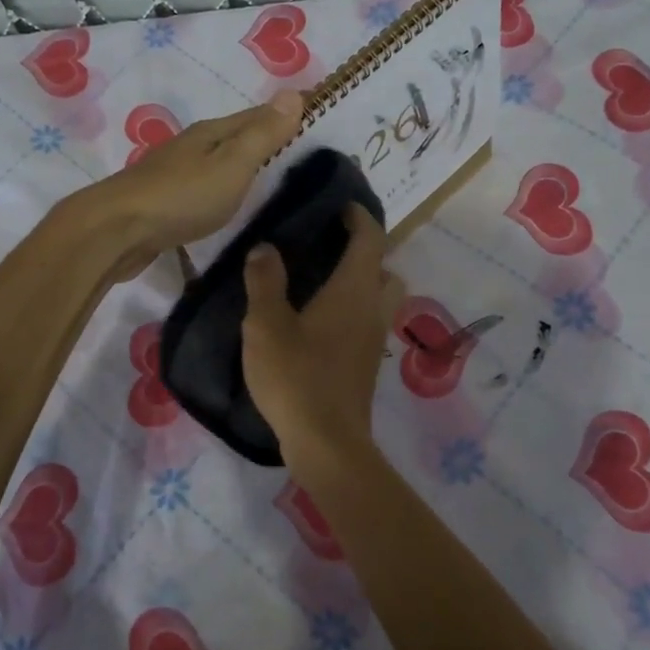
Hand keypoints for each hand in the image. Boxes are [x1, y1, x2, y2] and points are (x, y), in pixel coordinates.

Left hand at [75, 91, 302, 282]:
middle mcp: (191, 147)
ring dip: (240, 163)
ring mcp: (173, 174)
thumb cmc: (182, 196)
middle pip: (235, 136)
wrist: (117, 231)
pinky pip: (202, 187)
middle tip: (299, 144)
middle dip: (264, 136)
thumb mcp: (232, 164)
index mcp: (210, 133)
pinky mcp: (162, 203)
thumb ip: (262, 135)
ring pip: (216, 162)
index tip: (315, 108)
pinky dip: (221, 188)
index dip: (286, 112)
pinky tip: (224, 202)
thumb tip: (293, 93)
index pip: (257, 115)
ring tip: (267, 174)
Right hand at [242, 203, 404, 461]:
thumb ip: (265, 282)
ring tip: (323, 281)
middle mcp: (373, 309)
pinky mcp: (366, 363)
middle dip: (366, 251)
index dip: (359, 216)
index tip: (340, 205)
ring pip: (381, 297)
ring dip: (362, 282)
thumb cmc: (296, 377)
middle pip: (384, 268)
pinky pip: (369, 320)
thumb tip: (266, 247)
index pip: (370, 238)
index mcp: (354, 290)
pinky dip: (354, 308)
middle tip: (331, 246)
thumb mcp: (266, 325)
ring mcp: (374, 339)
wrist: (326, 443)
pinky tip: (319, 320)